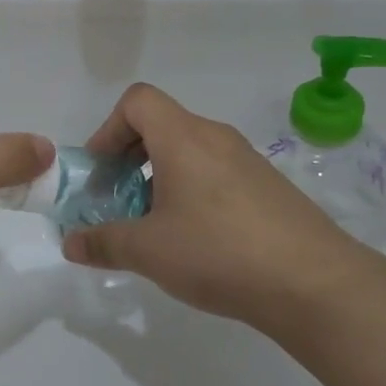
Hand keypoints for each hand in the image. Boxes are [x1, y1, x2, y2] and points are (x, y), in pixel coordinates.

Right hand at [61, 83, 385, 341]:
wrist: (315, 284)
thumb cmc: (218, 252)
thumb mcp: (147, 251)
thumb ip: (102, 242)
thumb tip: (70, 243)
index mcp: (183, 138)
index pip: (137, 101)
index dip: (108, 129)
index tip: (101, 171)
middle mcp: (215, 137)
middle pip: (161, 124)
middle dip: (129, 157)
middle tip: (118, 200)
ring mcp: (246, 161)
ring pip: (188, 150)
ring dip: (159, 177)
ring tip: (154, 225)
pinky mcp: (268, 187)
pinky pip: (215, 172)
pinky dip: (191, 190)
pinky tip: (195, 239)